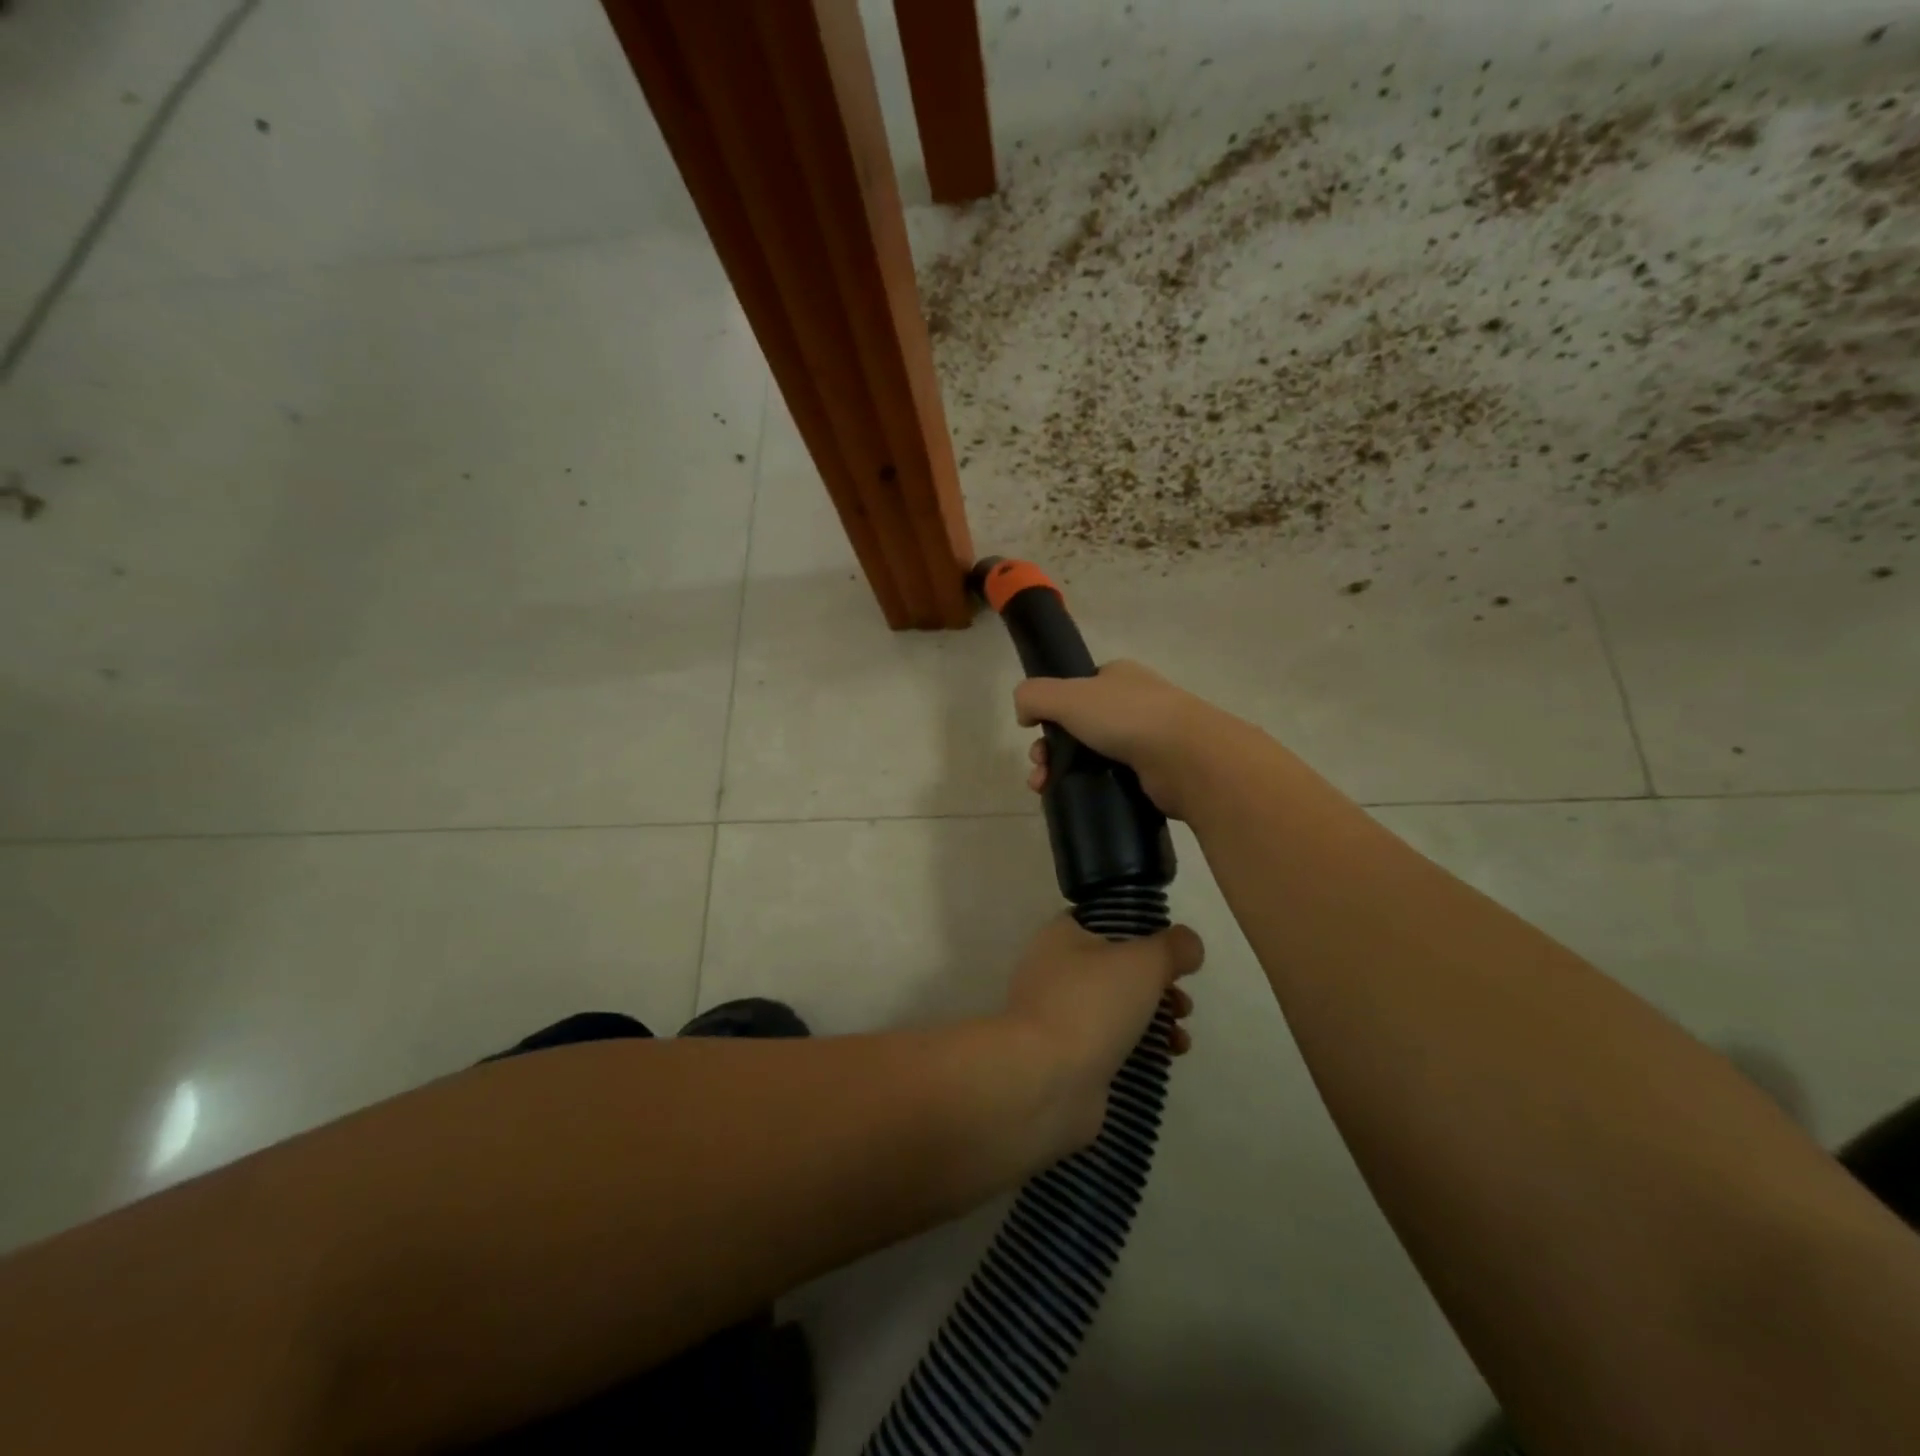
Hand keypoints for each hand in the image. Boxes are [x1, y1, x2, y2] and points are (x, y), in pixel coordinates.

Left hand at [999, 914, 1203, 1157]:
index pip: (1103, 921)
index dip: (1141, 931)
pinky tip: (1167, 1056)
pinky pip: (1111, 1042)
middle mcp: (1055, 970)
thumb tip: (1188, 943)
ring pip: (1117, 1007)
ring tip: (1181, 1037)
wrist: (1046, 1079)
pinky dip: (1141, 1046)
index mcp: (1061, 935)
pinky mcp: (1068, 1055)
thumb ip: (1172, 947)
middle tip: (1183, 999)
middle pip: (1117, 967)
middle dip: (1158, 982)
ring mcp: (1059, 1015)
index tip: (1172, 950)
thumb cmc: (1090, 1004)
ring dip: (1156, 1017)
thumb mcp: (1142, 962)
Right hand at [1016, 659, 1234, 819]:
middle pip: (1078, 726)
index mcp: (1119, 677)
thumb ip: (1033, 696)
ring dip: (1062, 771)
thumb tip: (1023, 713)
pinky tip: (1076, 800)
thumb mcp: (1067, 695)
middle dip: (1050, 748)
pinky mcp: (1154, 774)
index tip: (1034, 732)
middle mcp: (1135, 704)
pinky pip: (1111, 780)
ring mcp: (1148, 740)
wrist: (1187, 758)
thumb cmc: (1126, 717)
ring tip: (1046, 789)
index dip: (1050, 710)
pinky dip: (1091, 789)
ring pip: (1091, 756)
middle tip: (1039, 768)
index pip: (1076, 689)